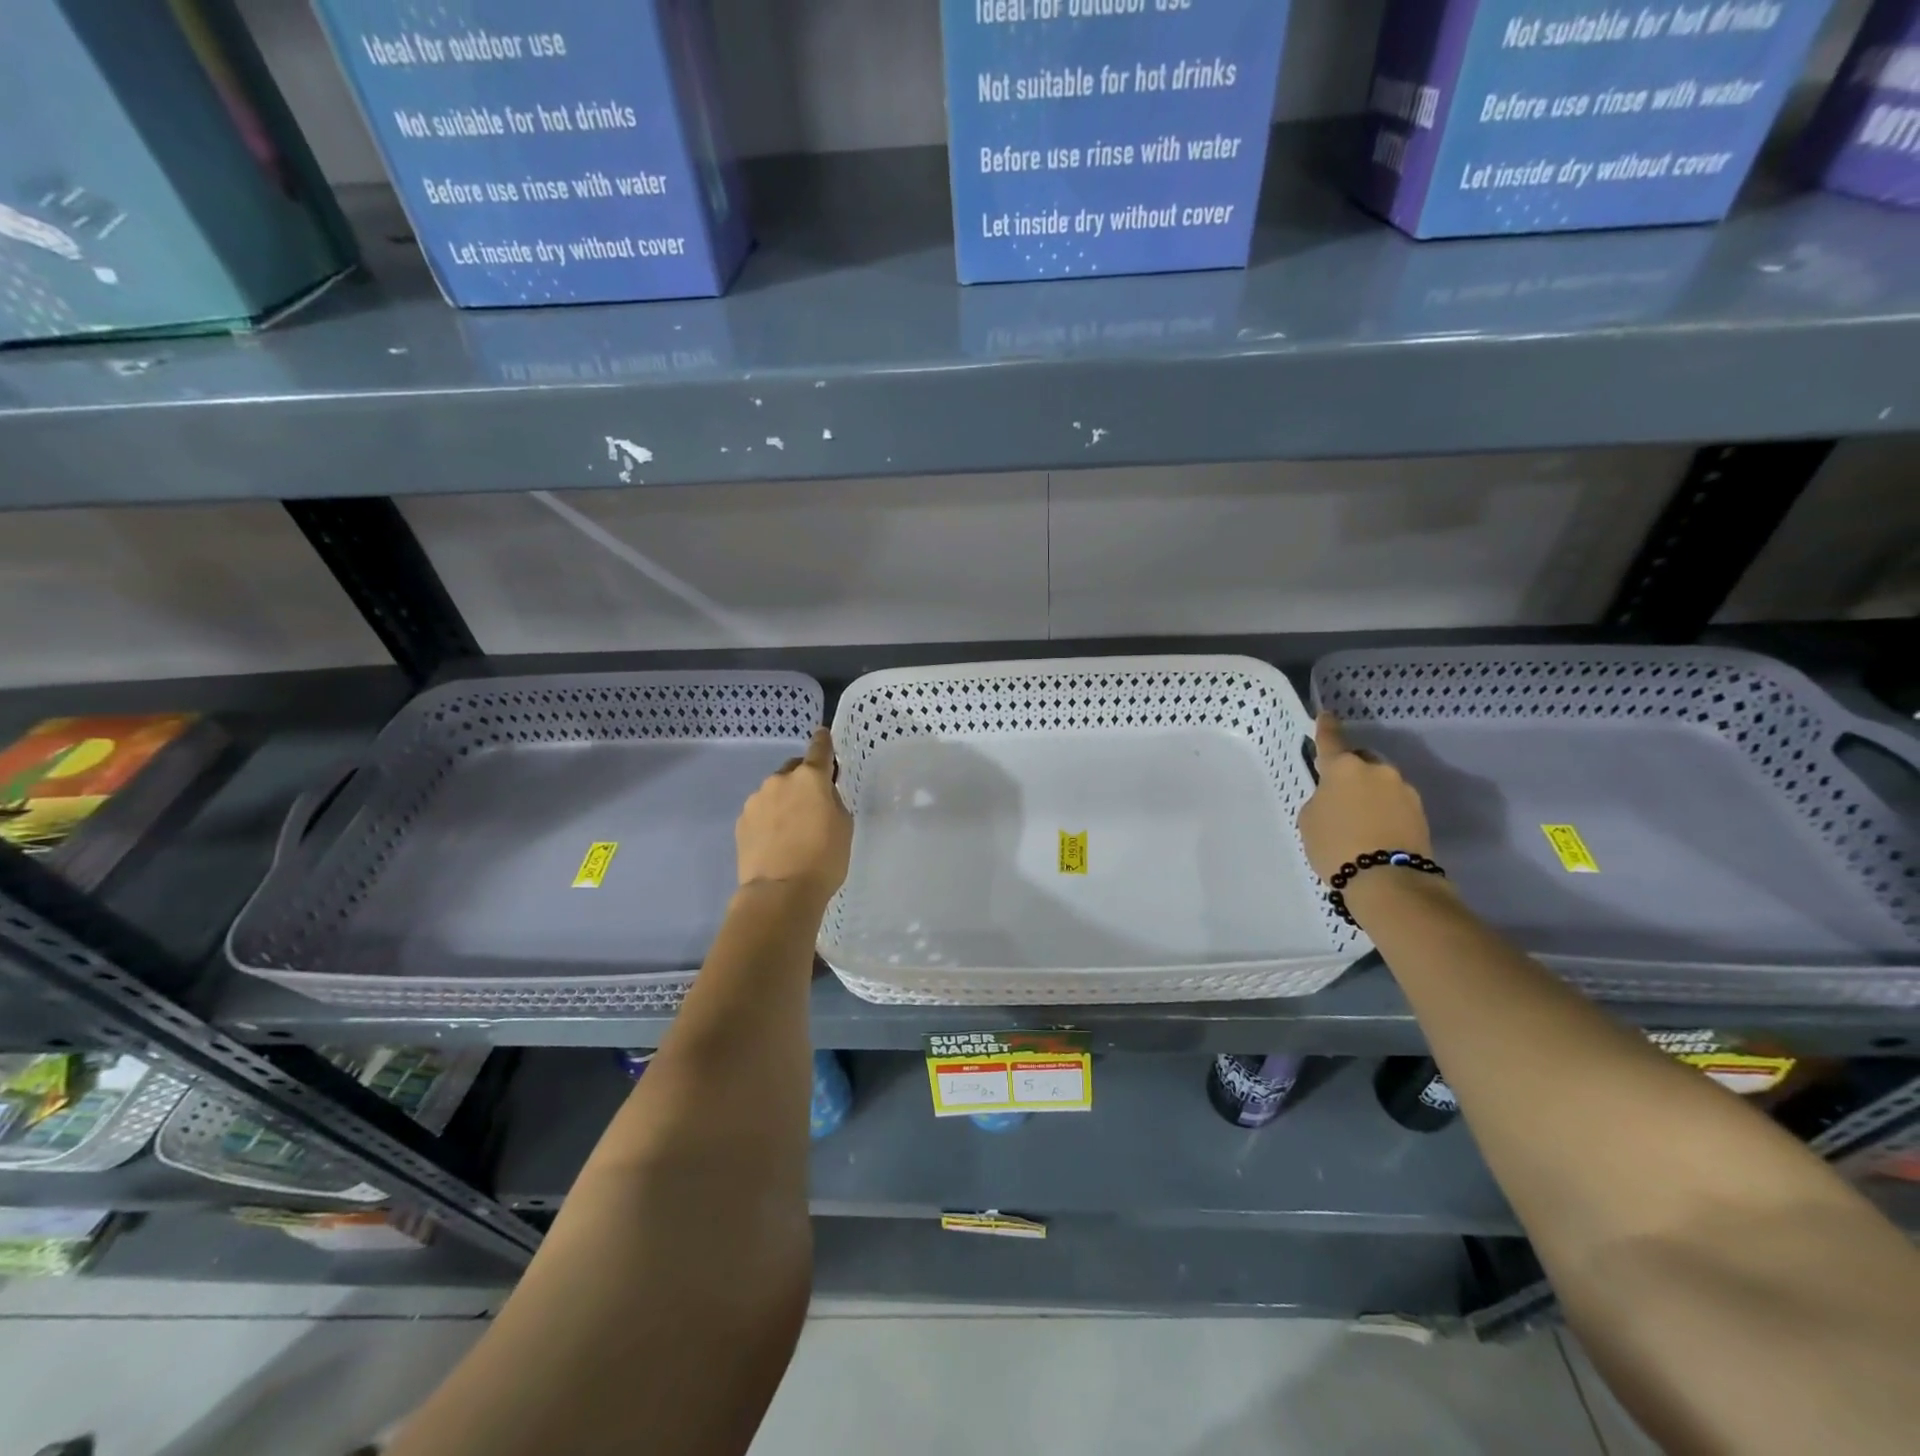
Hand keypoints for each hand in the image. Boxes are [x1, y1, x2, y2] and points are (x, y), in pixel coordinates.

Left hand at [735, 727, 852, 906]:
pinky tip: (776, 842)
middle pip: (794, 770)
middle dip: (803, 781)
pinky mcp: (741, 822)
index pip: (819, 748)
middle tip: (813, 805)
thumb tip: (820, 793)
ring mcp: (756, 800)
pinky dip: (769, 819)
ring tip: (793, 830)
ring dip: (784, 802)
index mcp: (810, 778)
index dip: (823, 741)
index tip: (823, 735)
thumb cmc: (824, 858)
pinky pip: (761, 812)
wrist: (780, 892)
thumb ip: (832, 800)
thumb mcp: (843, 825)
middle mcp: (780, 780)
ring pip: (775, 792)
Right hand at [1297, 713, 1434, 882]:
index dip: (1326, 727)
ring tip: (1358, 820)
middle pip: (1360, 761)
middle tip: (1338, 796)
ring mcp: (1404, 790)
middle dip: (1351, 772)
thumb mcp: (1310, 820)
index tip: (1326, 715)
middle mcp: (1377, 770)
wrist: (1388, 881)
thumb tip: (1338, 798)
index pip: (1331, 739)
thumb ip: (1321, 799)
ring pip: (1380, 783)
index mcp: (1344, 767)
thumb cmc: (1336, 845)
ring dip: (1369, 794)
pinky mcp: (1420, 813)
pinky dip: (1384, 811)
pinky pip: (1394, 804)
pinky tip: (1375, 832)